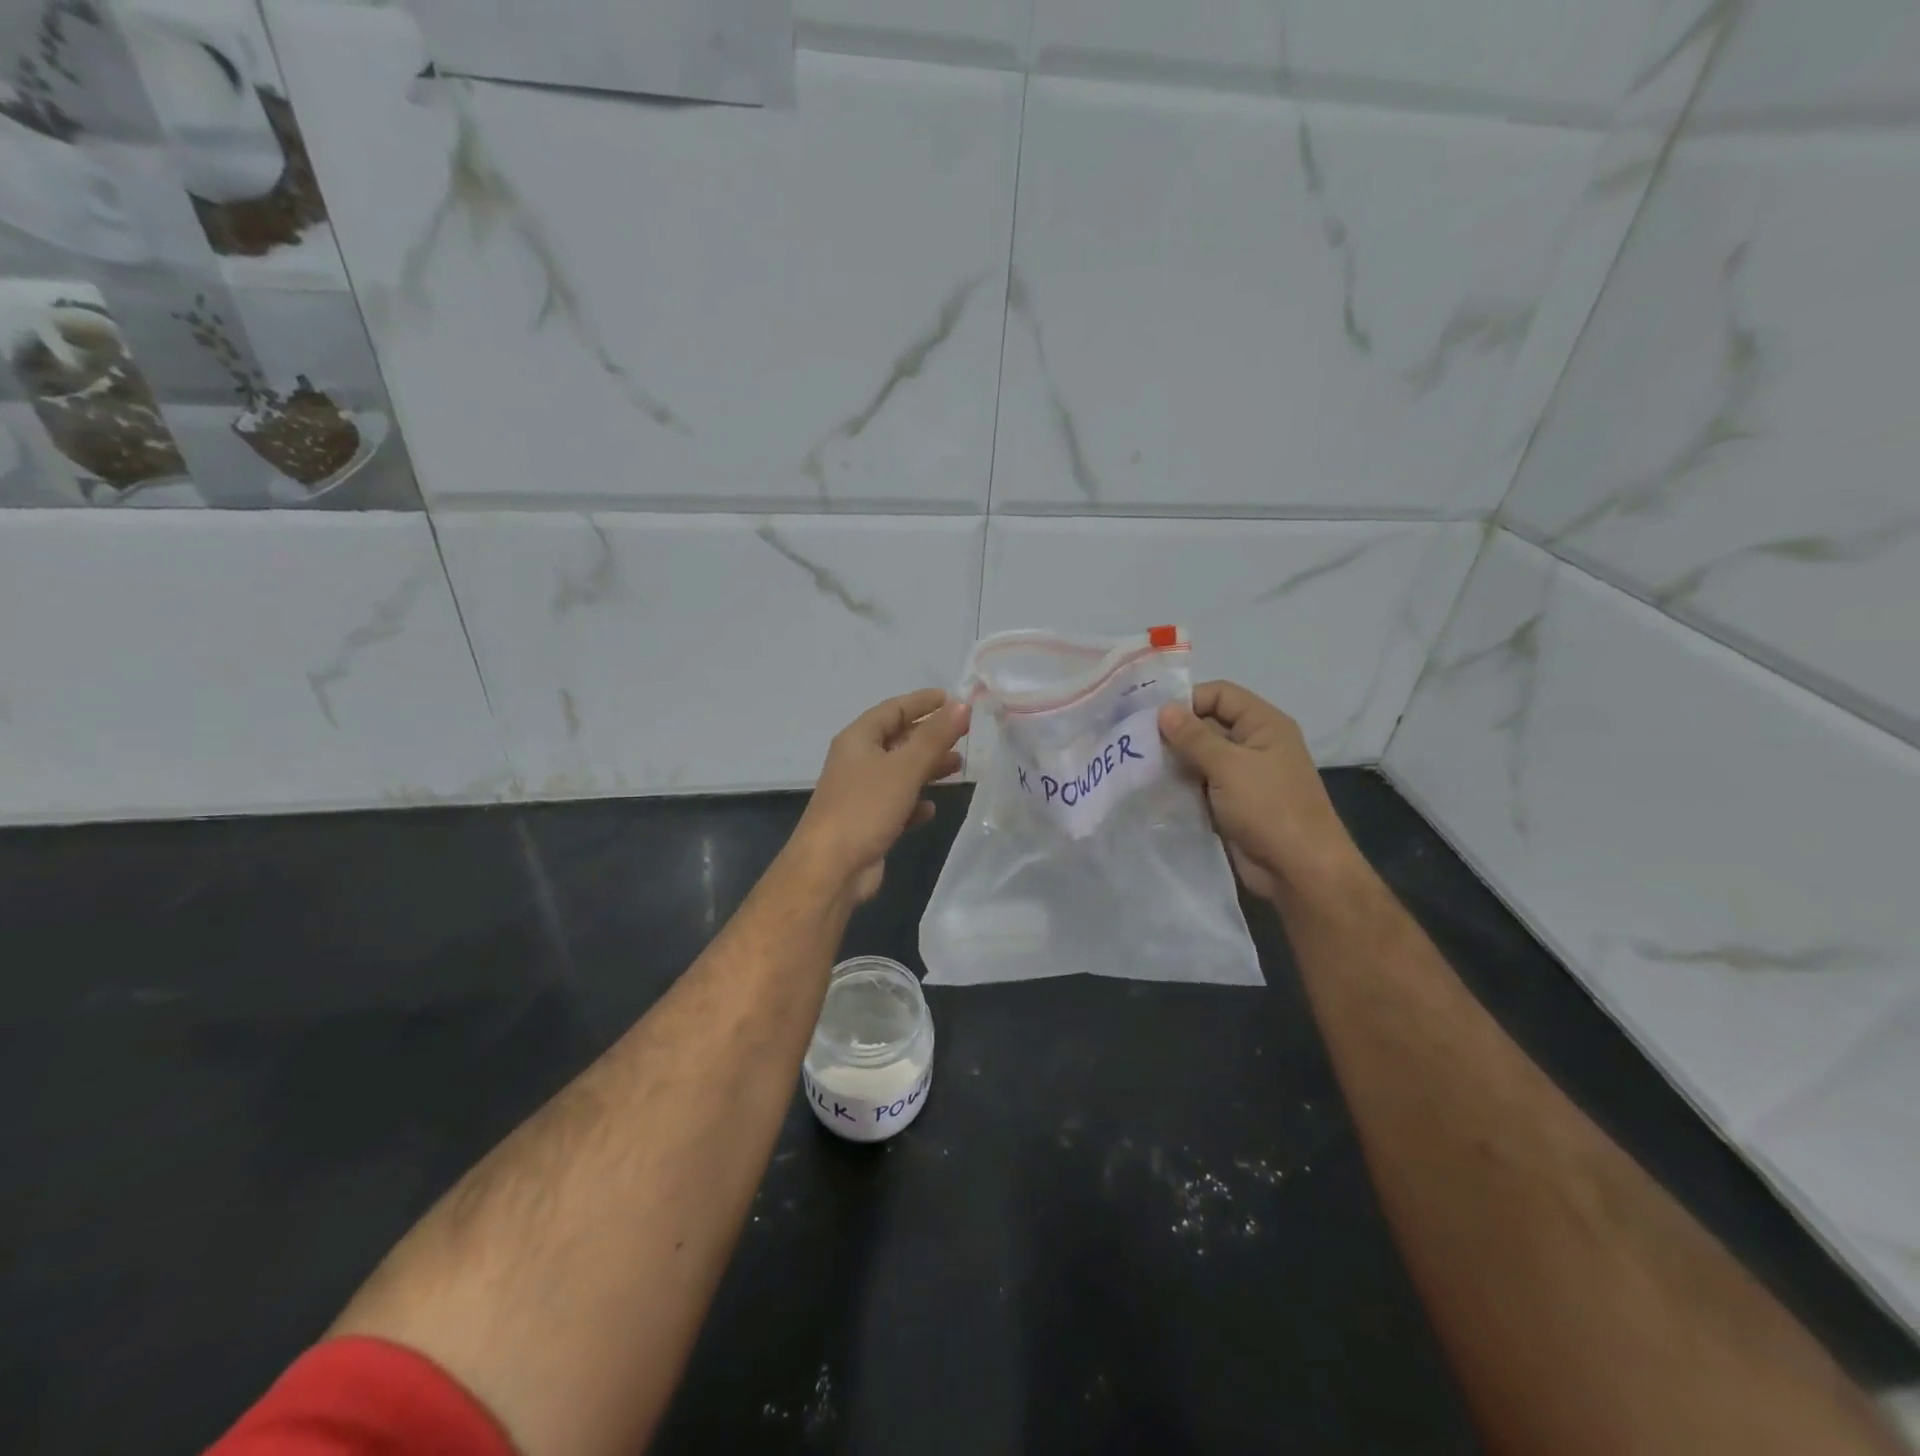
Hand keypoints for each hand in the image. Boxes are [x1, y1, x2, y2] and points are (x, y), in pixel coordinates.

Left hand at [791, 689, 969, 904]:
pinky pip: (896, 804)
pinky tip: (931, 808)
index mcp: (858, 740)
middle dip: (929, 736)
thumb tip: (962, 704)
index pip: (893, 709)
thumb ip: (935, 736)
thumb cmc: (865, 808)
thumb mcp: (904, 767)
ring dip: (926, 768)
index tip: (953, 699)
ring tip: (958, 766)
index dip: (922, 702)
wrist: (831, 869)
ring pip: (899, 772)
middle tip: (964, 733)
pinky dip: (914, 802)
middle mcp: (856, 762)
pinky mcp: (867, 823)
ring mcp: (860, 794)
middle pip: (897, 739)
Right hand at [1158, 681, 1359, 900]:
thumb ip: (1193, 737)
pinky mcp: (1231, 804)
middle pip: (1207, 725)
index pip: (1220, 695)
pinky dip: (1180, 786)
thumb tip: (1163, 709)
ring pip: (1200, 757)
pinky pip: (1200, 785)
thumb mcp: (1229, 766)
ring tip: (1138, 766)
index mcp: (1263, 725)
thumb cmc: (1269, 808)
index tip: (1150, 717)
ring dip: (1174, 761)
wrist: (1299, 870)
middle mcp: (1254, 745)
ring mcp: (1242, 776)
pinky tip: (1152, 790)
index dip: (1187, 700)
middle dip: (1174, 732)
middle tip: (1135, 742)